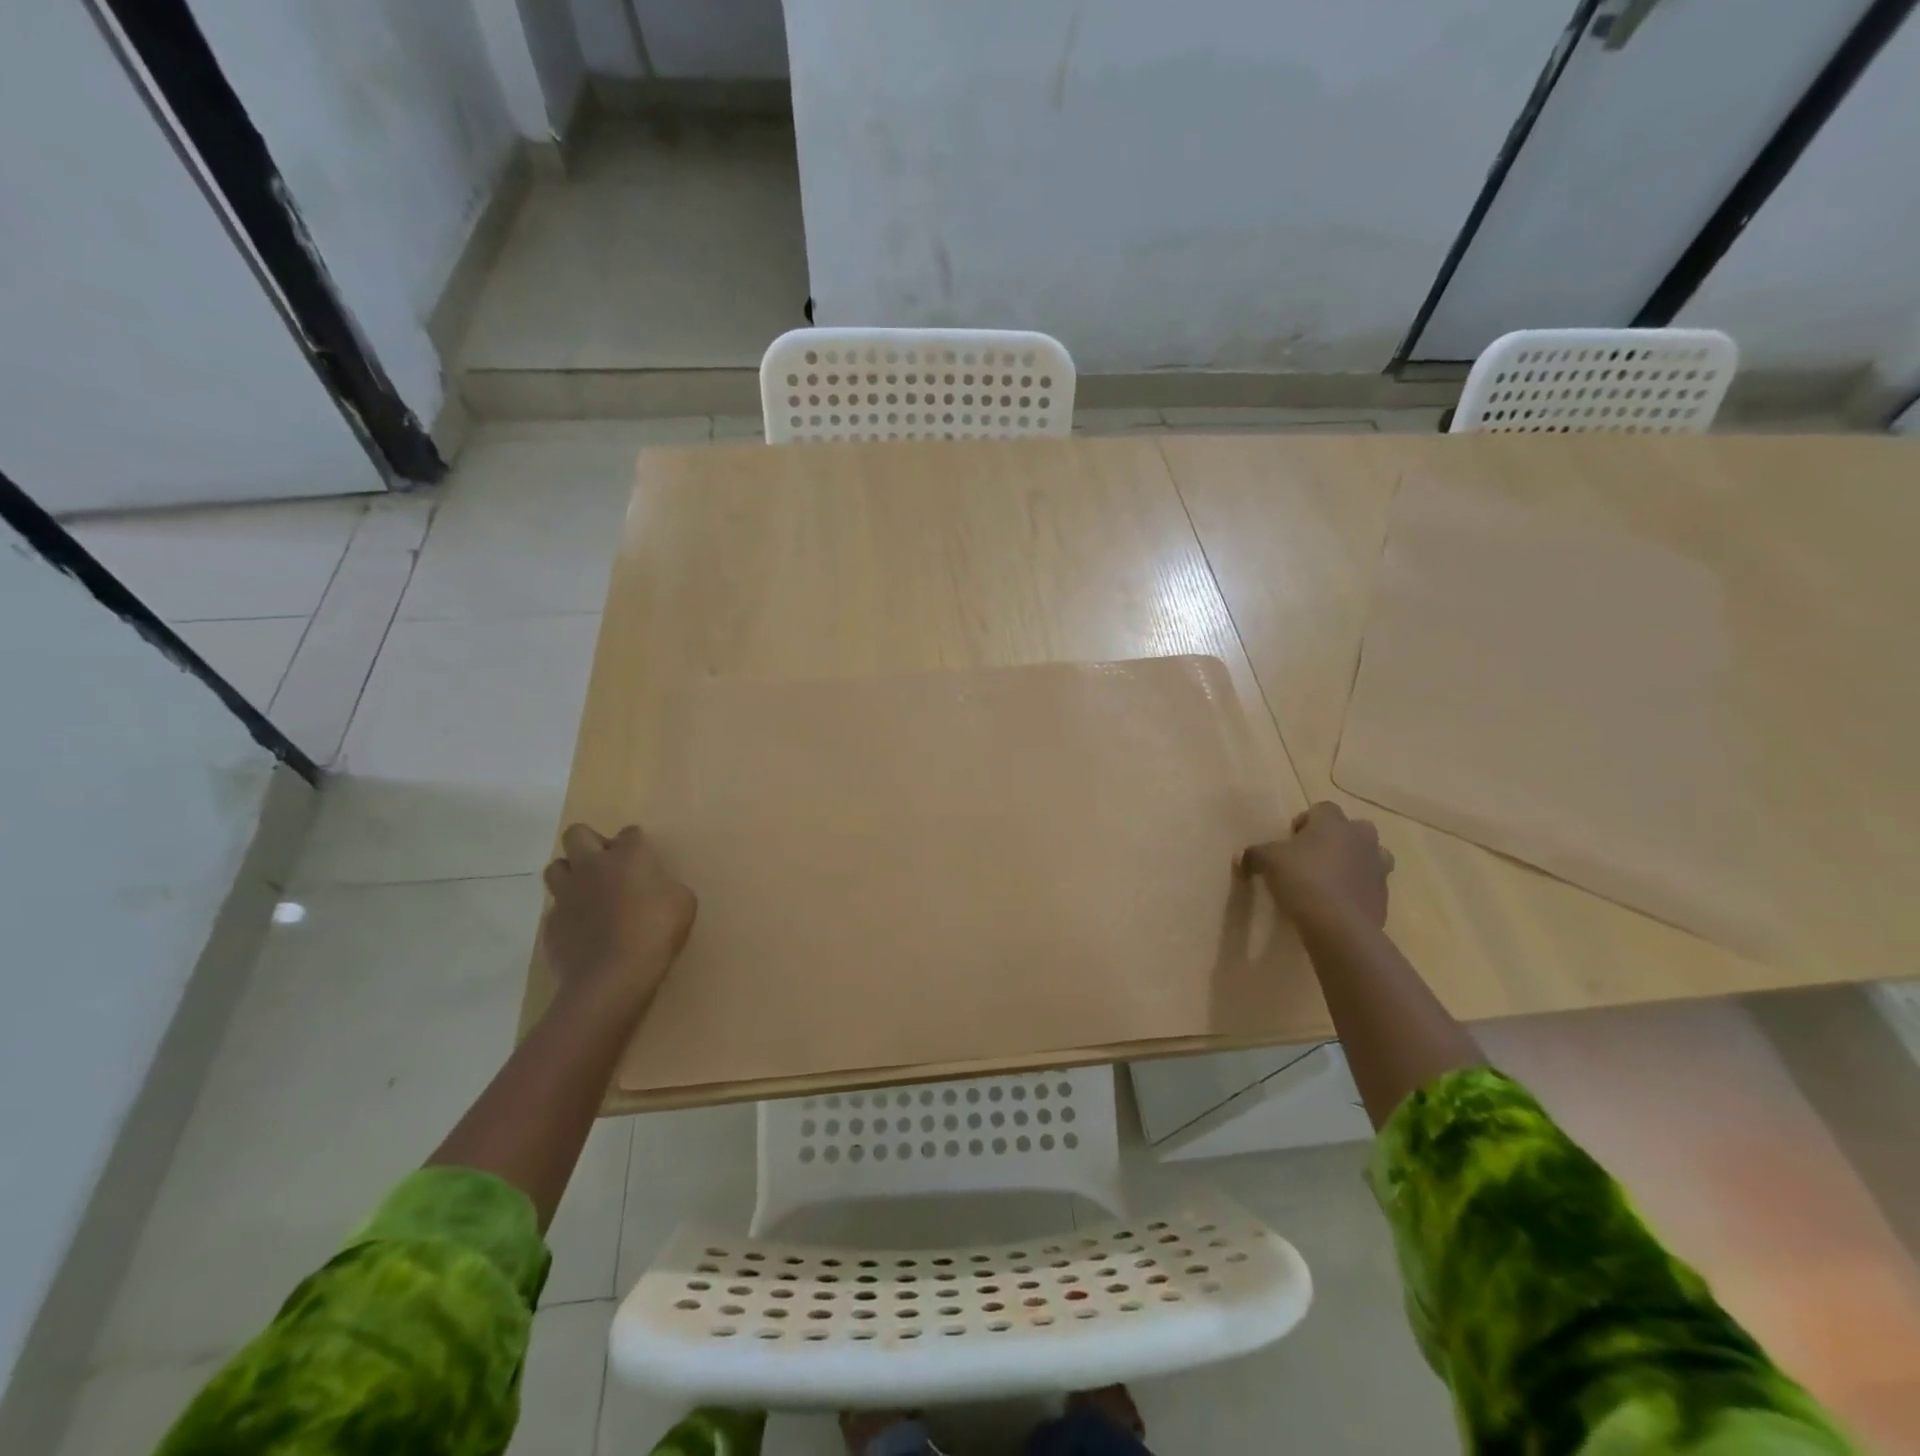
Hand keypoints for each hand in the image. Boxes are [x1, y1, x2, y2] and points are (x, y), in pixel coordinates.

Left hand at [541, 824, 695, 1004]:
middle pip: (577, 834)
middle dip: (590, 843)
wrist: (612, 976)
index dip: (637, 845)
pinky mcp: (551, 922)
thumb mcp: (683, 903)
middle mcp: (591, 865)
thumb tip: (657, 889)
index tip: (645, 863)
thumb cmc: (655, 932)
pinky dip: (568, 913)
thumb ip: (667, 886)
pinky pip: (555, 907)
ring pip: (556, 867)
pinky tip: (584, 930)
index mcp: (629, 855)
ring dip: (571, 874)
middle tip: (608, 866)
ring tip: (588, 893)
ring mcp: (566, 893)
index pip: (630, 833)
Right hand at [1242, 802, 1393, 931]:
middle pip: (1354, 828)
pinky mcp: (1383, 895)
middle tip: (1314, 856)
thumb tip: (1241, 856)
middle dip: (1337, 838)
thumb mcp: (1267, 862)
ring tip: (1331, 878)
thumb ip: (1254, 854)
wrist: (1339, 925)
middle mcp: (1361, 839)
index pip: (1322, 808)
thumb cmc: (1302, 879)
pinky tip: (1337, 903)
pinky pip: (1370, 884)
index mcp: (1333, 823)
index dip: (1306, 821)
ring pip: (1370, 855)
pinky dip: (1357, 889)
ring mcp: (1377, 867)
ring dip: (1354, 861)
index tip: (1291, 839)